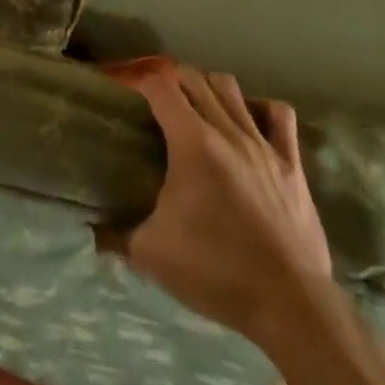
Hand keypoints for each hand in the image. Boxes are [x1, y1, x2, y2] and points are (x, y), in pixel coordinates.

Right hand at [123, 65, 332, 344]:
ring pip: (231, 88)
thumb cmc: (217, 272)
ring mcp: (263, 145)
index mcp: (192, 143)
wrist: (291, 307)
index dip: (138, 80)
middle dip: (170, 80)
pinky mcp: (292, 164)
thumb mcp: (151, 254)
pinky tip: (248, 120)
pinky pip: (280, 116)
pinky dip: (260, 108)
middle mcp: (227, 131)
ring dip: (208, 88)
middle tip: (154, 100)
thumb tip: (91, 229)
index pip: (160, 85)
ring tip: (196, 106)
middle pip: (193, 78)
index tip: (124, 90)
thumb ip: (116, 234)